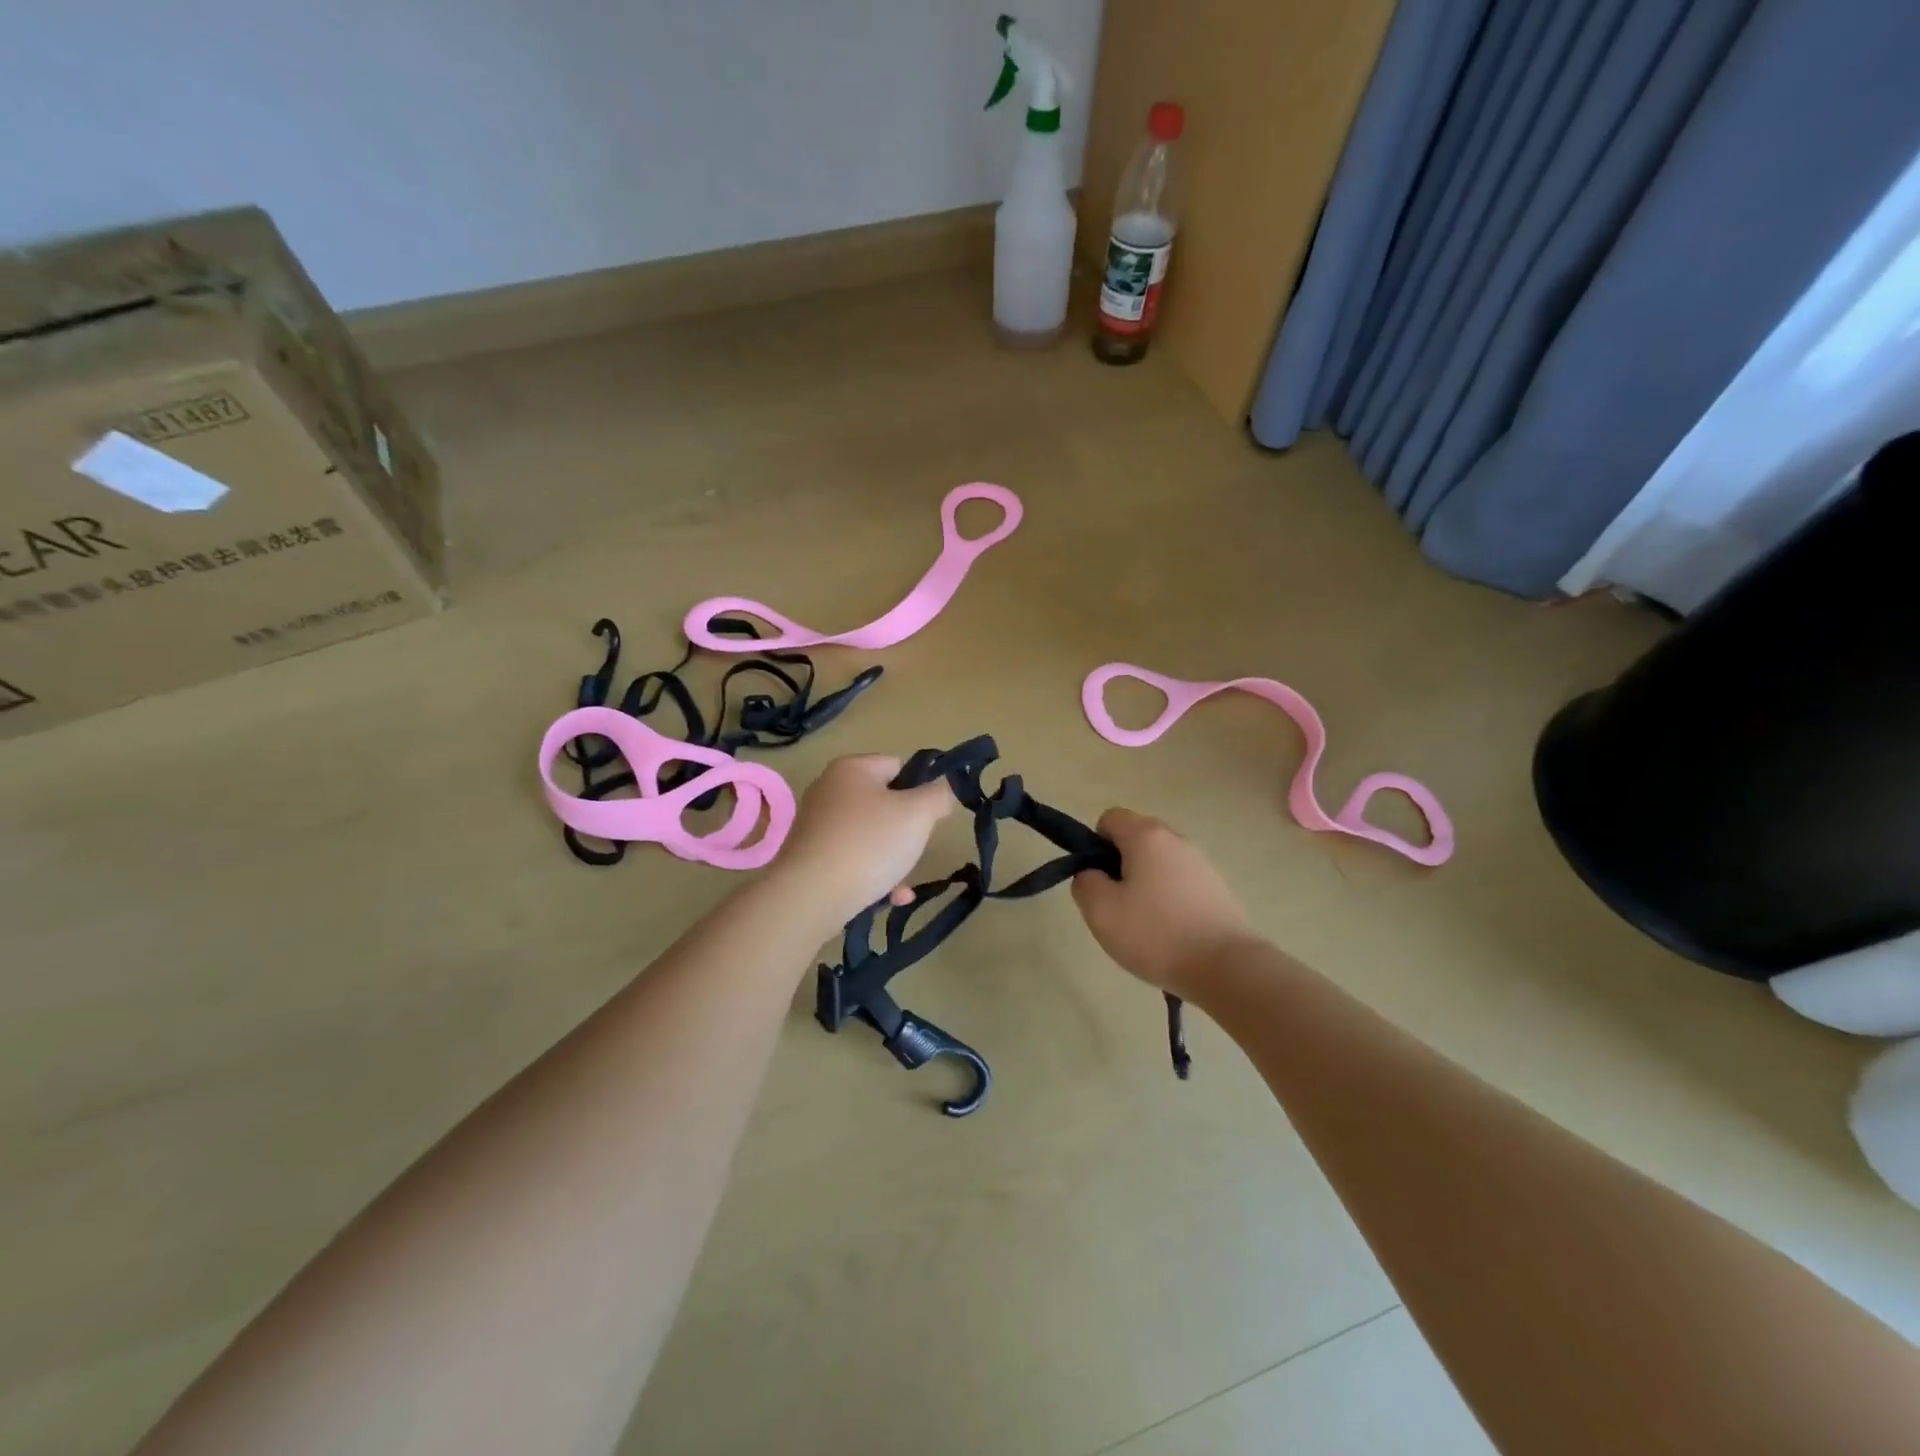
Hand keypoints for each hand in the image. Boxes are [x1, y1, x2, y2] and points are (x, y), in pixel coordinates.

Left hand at [771, 755, 955, 926]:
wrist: (811, 896)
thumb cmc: (869, 844)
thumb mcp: (918, 814)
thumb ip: (939, 795)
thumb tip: (944, 788)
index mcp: (852, 768)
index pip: (897, 765)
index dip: (919, 789)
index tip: (928, 817)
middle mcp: (829, 790)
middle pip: (883, 803)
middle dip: (905, 829)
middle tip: (914, 848)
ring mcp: (817, 825)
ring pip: (870, 836)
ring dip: (892, 858)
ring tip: (903, 882)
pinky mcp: (810, 857)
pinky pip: (852, 860)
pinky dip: (873, 875)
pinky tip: (891, 897)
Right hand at [1072, 808, 1255, 996]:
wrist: (1226, 967)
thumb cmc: (1156, 934)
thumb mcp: (1100, 911)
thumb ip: (1085, 882)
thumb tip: (1093, 873)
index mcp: (1146, 836)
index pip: (1110, 818)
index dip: (1096, 845)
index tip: (1100, 881)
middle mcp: (1176, 840)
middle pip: (1136, 839)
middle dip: (1120, 866)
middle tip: (1117, 905)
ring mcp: (1201, 863)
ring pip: (1159, 863)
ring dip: (1145, 885)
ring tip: (1145, 925)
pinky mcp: (1218, 888)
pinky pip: (1180, 883)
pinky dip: (1169, 900)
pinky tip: (1171, 934)